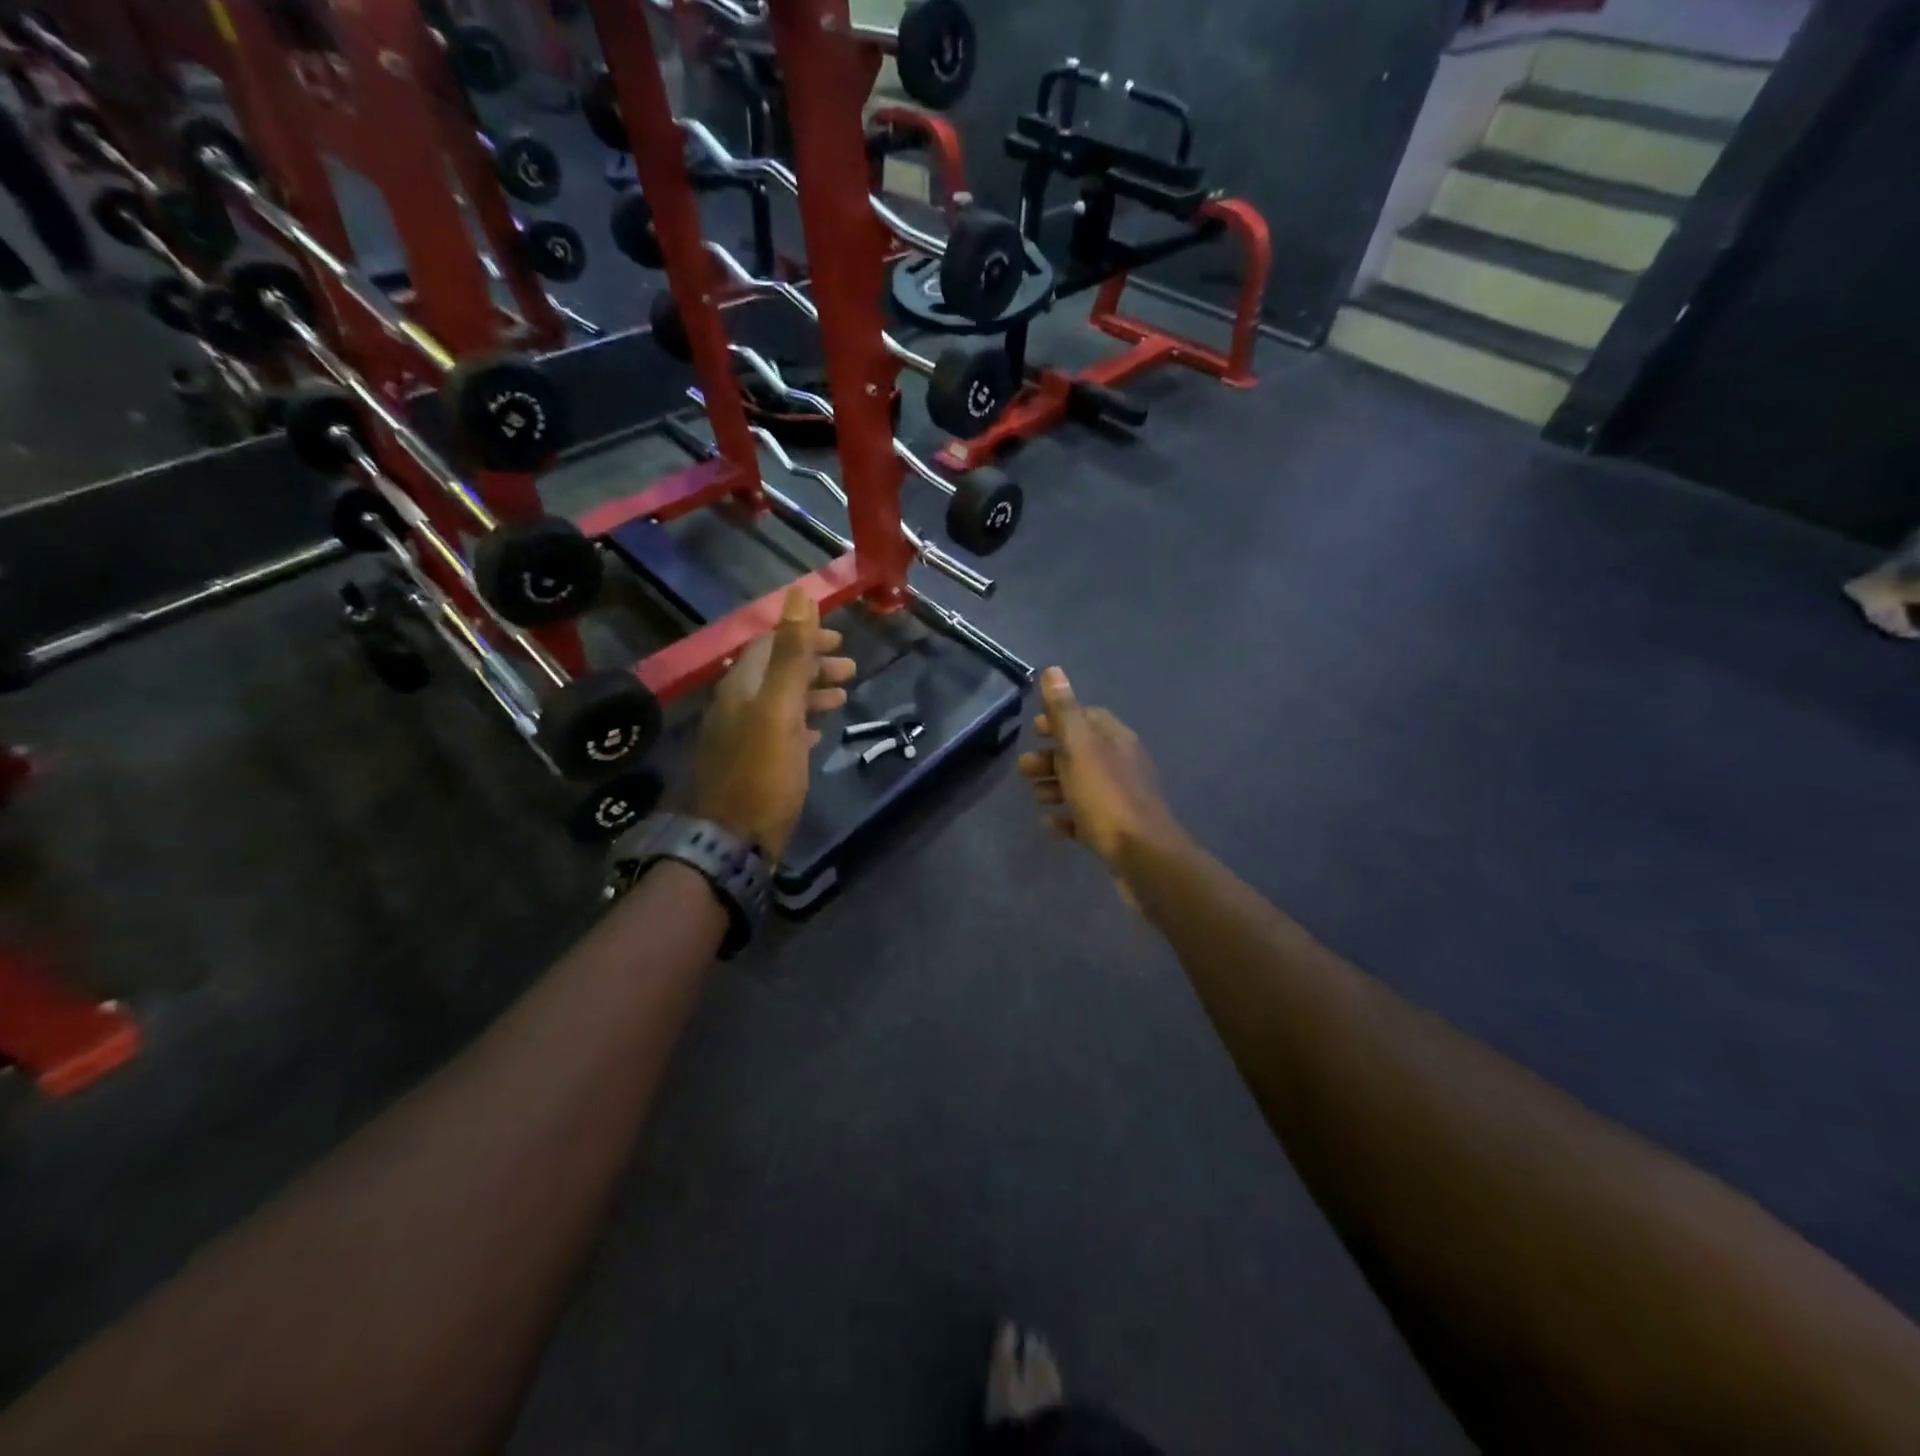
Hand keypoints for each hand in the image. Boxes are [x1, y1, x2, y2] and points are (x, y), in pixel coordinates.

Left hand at [693, 585, 855, 860]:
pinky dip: (801, 723)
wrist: (733, 840)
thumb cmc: (763, 772)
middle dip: (813, 665)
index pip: (770, 645)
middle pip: (776, 672)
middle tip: (851, 669)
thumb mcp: (780, 708)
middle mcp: (736, 706)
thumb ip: (791, 654)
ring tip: (843, 697)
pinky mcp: (750, 765)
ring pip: (779, 702)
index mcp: (741, 687)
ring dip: (811, 693)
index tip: (839, 640)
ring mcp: (741, 737)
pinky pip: (778, 731)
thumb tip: (798, 595)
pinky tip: (818, 733)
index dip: (804, 636)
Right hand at [1018, 668, 1182, 902]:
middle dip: (1051, 757)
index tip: (1035, 729)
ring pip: (1083, 785)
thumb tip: (1053, 670)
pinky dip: (1068, 818)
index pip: (1088, 717)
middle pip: (1081, 752)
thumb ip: (1064, 711)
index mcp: (1116, 740)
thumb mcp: (1079, 748)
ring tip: (1035, 797)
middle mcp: (1123, 764)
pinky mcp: (1117, 829)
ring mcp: (1121, 798)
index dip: (1060, 720)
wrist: (1143, 857)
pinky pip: (1087, 818)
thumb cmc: (1106, 797)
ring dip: (1056, 786)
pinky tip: (1052, 826)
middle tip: (1023, 768)